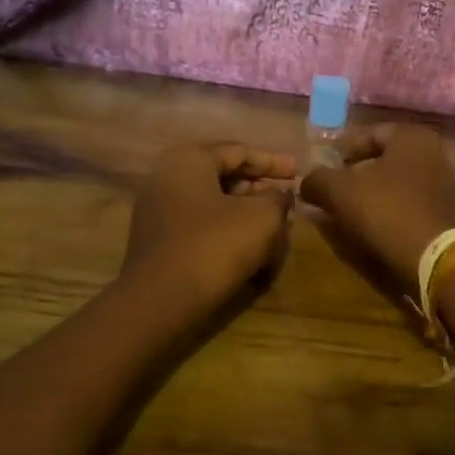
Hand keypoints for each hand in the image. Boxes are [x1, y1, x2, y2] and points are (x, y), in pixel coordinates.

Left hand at [121, 143, 295, 312]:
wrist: (161, 302)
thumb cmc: (216, 246)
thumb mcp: (262, 217)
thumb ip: (277, 198)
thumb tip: (279, 195)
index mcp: (188, 160)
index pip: (239, 151)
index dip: (273, 162)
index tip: (298, 172)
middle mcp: (166, 177)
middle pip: (222, 175)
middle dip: (258, 187)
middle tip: (286, 199)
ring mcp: (156, 210)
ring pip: (212, 202)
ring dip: (244, 211)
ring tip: (273, 225)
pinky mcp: (157, 241)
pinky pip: (199, 225)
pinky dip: (226, 229)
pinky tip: (248, 246)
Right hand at [298, 124, 454, 289]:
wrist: (429, 256)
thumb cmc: (385, 210)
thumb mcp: (339, 191)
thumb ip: (318, 180)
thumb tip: (305, 181)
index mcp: (412, 137)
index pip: (370, 133)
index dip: (344, 149)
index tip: (326, 167)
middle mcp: (433, 153)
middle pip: (384, 158)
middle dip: (357, 171)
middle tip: (334, 187)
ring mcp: (442, 183)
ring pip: (396, 181)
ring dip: (372, 192)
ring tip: (348, 208)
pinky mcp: (444, 211)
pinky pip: (408, 201)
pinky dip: (389, 207)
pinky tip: (370, 223)